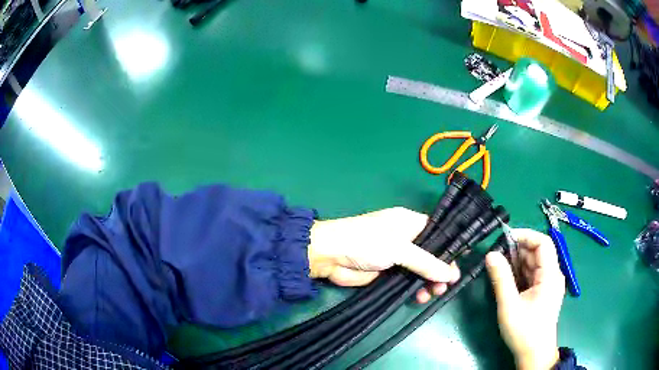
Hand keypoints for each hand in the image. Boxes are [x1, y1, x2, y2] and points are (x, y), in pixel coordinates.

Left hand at [307, 207, 459, 301]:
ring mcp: (398, 257)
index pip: (439, 232)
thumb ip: (426, 261)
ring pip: (422, 270)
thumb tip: (452, 273)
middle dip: (441, 269)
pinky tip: (420, 297)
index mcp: (410, 222)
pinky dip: (417, 289)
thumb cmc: (366, 242)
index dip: (451, 246)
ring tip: (433, 293)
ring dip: (430, 282)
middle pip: (432, 254)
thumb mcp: (399, 249)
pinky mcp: (389, 273)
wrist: (330, 257)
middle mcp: (407, 238)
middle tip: (447, 285)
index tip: (461, 263)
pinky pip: (409, 281)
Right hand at [485, 228, 564, 369]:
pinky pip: (532, 275)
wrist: (534, 354)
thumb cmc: (524, 331)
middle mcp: (553, 275)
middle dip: (517, 251)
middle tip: (496, 256)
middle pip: (537, 253)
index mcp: (550, 275)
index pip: (543, 243)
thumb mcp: (509, 305)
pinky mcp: (543, 292)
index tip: (505, 238)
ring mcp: (549, 284)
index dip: (525, 235)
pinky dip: (520, 274)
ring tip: (499, 268)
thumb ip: (501, 279)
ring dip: (517, 263)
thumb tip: (491, 254)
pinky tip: (507, 280)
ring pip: (534, 264)